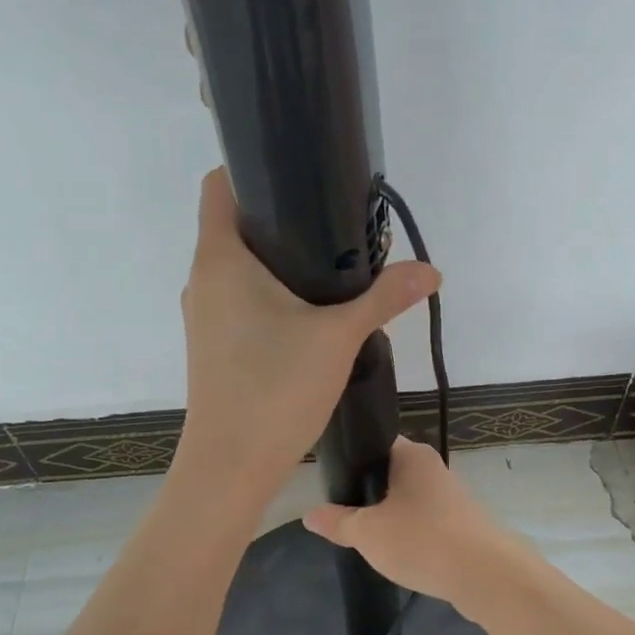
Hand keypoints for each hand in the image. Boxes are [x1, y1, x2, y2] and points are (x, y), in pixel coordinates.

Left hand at [175, 169, 439, 503]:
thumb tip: (430, 270)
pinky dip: (270, 294)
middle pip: (235, 224)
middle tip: (335, 219)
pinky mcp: (213, 345)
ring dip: (278, 261)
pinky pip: (240, 300)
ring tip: (330, 265)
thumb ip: (384, 298)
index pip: (220, 185)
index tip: (300, 174)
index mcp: (220, 258)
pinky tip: (310, 312)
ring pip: (239, 267)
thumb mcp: (338, 337)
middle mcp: (203, 279)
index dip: (252, 168)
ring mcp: (204, 315)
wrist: (230, 466)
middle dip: (281, 217)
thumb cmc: (274, 389)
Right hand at [303, 437, 520, 607]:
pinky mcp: (464, 523)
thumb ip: (337, 522)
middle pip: (390, 474)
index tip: (332, 485)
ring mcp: (452, 496)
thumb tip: (309, 515)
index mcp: (411, 455)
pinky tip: (400, 554)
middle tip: (344, 517)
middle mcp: (434, 467)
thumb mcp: (367, 533)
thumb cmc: (421, 540)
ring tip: (369, 539)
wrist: (486, 575)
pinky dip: (412, 535)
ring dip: (391, 518)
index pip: (374, 444)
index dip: (351, 461)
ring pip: (409, 501)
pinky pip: (427, 523)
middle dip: (368, 495)